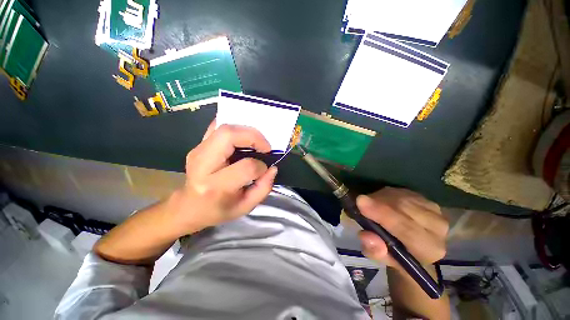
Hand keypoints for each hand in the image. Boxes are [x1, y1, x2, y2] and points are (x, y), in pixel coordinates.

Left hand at [168, 119, 277, 235]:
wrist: (189, 206)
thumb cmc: (218, 210)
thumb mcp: (245, 207)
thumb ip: (263, 188)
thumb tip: (272, 168)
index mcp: (215, 186)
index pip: (246, 167)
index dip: (261, 166)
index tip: (264, 169)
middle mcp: (203, 164)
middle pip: (229, 136)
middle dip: (253, 136)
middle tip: (265, 146)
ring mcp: (198, 151)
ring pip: (224, 128)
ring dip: (246, 131)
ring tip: (256, 142)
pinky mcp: (198, 145)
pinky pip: (217, 126)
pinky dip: (234, 127)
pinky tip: (242, 137)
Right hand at [356, 187, 447, 271]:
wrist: (412, 246)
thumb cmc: (396, 255)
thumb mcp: (381, 257)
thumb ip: (374, 251)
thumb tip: (366, 236)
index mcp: (429, 249)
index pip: (407, 229)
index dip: (383, 215)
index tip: (361, 203)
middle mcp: (438, 228)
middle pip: (405, 209)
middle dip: (379, 203)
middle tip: (360, 200)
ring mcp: (434, 210)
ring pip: (402, 197)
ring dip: (381, 198)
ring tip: (369, 204)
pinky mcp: (426, 199)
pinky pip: (402, 192)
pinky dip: (386, 194)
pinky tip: (380, 200)